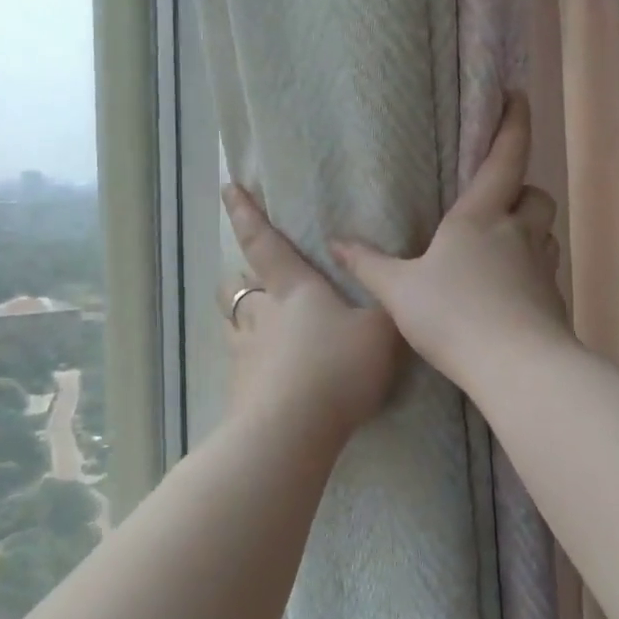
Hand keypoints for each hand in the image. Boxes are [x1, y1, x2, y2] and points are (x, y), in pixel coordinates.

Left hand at [220, 186, 402, 437]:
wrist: (292, 431)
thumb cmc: (338, 368)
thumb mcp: (382, 332)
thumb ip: (386, 308)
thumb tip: (389, 290)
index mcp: (294, 291)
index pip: (265, 243)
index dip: (247, 213)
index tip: (228, 188)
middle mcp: (261, 316)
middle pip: (237, 287)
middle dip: (242, 278)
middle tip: (256, 280)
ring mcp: (244, 354)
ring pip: (232, 324)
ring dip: (242, 319)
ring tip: (262, 329)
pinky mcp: (239, 391)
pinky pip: (242, 365)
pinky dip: (253, 363)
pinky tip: (272, 378)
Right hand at [332, 95, 568, 391]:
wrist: (515, 367)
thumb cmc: (453, 316)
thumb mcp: (399, 291)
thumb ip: (368, 265)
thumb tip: (336, 242)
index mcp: (481, 217)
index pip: (505, 157)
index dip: (513, 123)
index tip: (517, 96)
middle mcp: (518, 234)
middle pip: (536, 196)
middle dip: (521, 193)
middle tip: (498, 204)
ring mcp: (541, 268)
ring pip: (544, 234)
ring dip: (528, 232)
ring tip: (500, 249)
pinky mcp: (553, 301)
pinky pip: (544, 273)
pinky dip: (529, 273)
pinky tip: (506, 296)